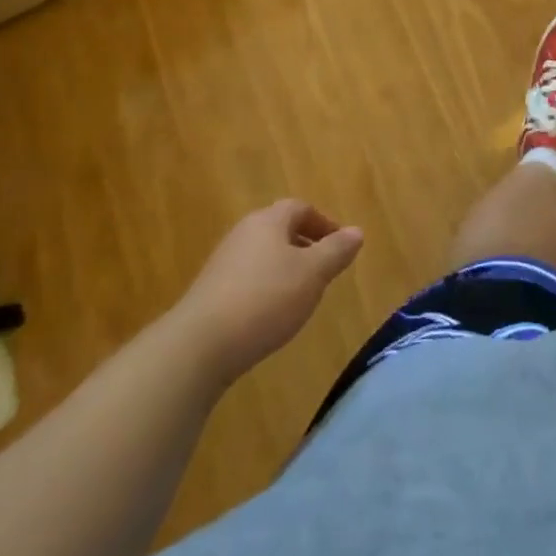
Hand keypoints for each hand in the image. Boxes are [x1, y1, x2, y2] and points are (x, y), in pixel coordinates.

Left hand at [175, 199, 363, 386]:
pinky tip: (270, 316)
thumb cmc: (264, 300)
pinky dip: (265, 288)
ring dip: (285, 268)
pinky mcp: (210, 293)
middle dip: (304, 245)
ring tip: (301, 295)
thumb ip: (336, 251)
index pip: (300, 208)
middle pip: (279, 229)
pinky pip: (247, 279)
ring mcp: (223, 263)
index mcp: (268, 220)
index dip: (323, 223)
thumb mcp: (312, 274)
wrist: (198, 347)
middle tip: (323, 269)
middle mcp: (244, 233)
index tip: (339, 245)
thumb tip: (357, 231)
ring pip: (263, 255)